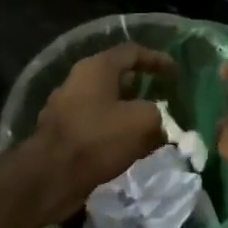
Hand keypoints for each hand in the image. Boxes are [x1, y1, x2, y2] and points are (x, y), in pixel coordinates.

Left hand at [27, 44, 174, 220]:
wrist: (51, 176)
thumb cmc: (98, 139)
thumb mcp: (143, 121)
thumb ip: (157, 113)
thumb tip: (156, 119)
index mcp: (96, 68)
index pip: (132, 52)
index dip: (157, 59)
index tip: (175, 73)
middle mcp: (77, 81)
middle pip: (116, 77)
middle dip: (141, 87)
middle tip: (163, 98)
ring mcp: (66, 107)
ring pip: (105, 102)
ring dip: (127, 111)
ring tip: (149, 125)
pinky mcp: (62, 132)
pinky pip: (95, 124)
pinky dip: (113, 130)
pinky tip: (127, 146)